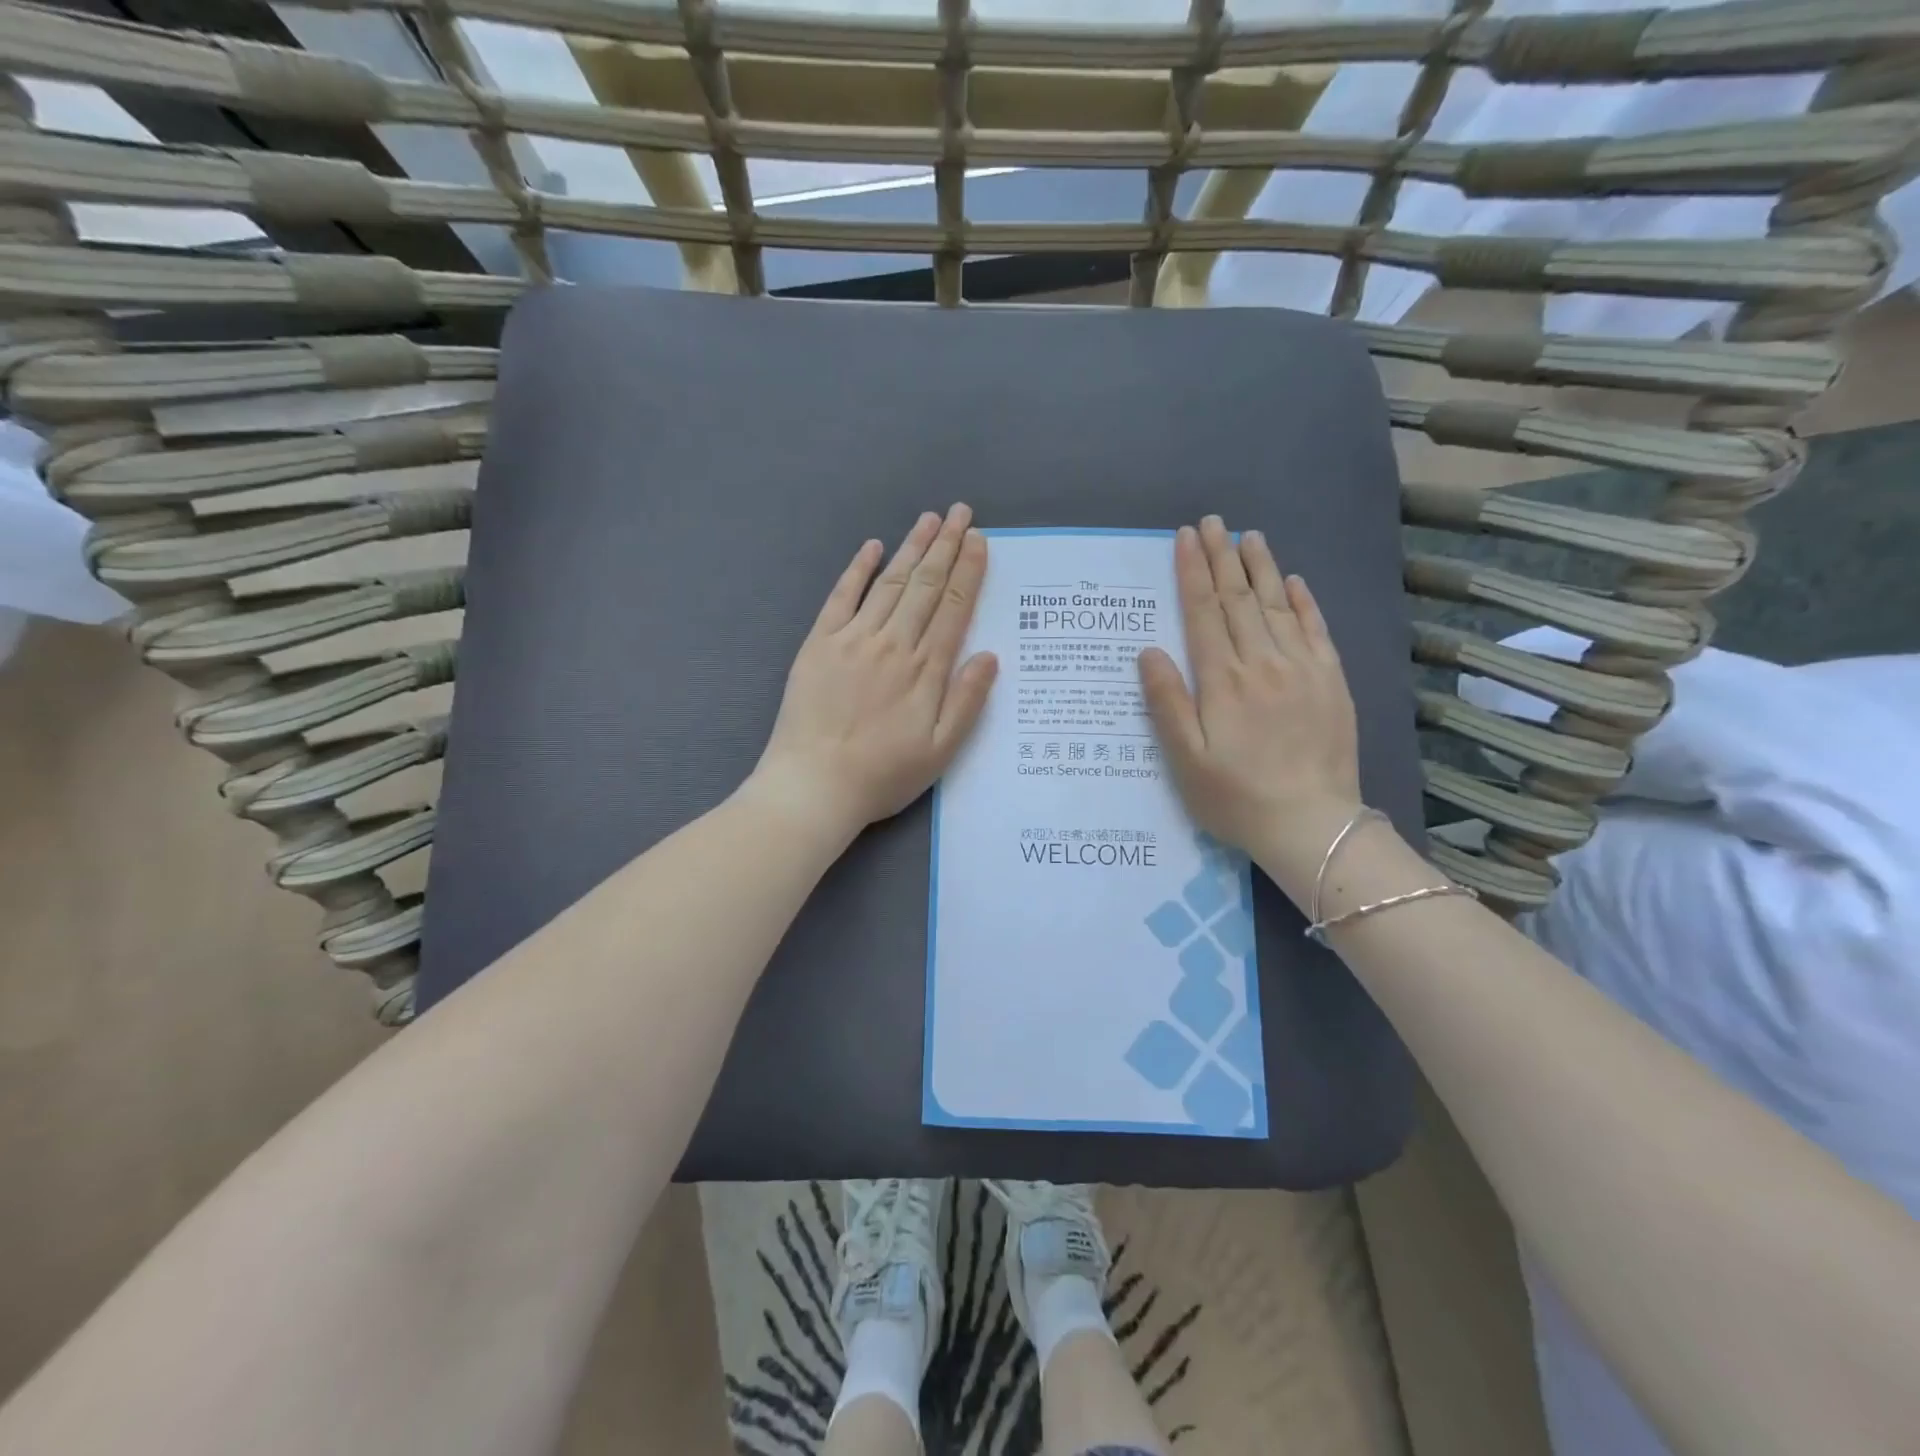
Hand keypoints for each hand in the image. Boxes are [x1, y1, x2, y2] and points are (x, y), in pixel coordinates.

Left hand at [747, 504, 997, 842]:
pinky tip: (871, 547)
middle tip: (962, 513)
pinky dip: (857, 570)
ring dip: (912, 548)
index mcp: (925, 670)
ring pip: (889, 583)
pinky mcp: (819, 644)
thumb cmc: (882, 775)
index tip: (980, 541)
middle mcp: (893, 644)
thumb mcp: (941, 751)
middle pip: (925, 586)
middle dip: (946, 546)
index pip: (953, 607)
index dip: (969, 571)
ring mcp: (853, 639)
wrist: (813, 785)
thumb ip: (967, 701)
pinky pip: (841, 597)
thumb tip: (990, 655)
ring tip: (930, 519)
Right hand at [1139, 517, 1364, 904]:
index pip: (1203, 613)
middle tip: (1211, 522)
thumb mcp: (1185, 759)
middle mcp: (1263, 663)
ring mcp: (1303, 669)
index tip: (1184, 538)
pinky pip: (1317, 630)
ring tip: (1248, 537)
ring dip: (1261, 569)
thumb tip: (1148, 651)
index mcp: (1223, 681)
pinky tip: (1295, 581)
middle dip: (1222, 558)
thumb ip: (1166, 702)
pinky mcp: (1331, 682)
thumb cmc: (1235, 797)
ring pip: (1278, 606)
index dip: (1191, 573)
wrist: (1312, 826)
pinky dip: (1305, 602)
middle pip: (1239, 600)